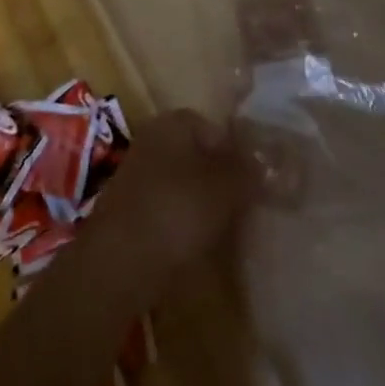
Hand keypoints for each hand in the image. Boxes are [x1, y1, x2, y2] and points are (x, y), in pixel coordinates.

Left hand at [93, 109, 249, 276]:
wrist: (119, 262)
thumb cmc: (175, 211)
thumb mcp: (223, 189)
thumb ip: (246, 172)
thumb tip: (265, 163)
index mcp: (173, 123)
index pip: (214, 128)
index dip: (237, 153)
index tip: (255, 183)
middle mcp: (153, 140)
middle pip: (198, 156)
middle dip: (221, 179)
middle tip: (245, 208)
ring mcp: (138, 176)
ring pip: (183, 184)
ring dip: (204, 204)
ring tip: (227, 231)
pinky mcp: (131, 211)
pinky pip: (168, 209)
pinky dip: (184, 223)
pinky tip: (199, 246)